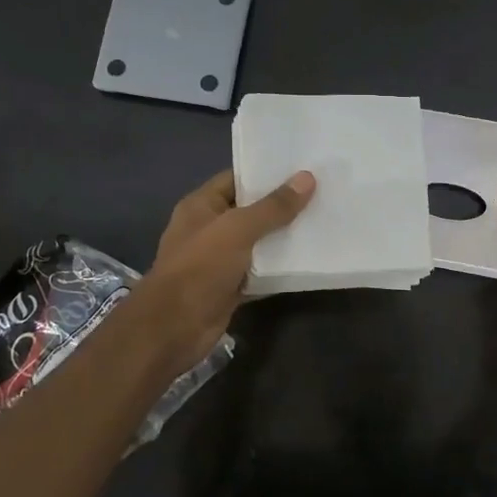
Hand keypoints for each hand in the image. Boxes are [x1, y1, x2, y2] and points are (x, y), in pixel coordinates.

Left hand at [137, 168, 315, 369]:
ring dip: (284, 238)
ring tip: (322, 222)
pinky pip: (260, 272)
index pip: (237, 179)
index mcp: (201, 206)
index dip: (266, 173)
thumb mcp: (238, 229)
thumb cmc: (200, 267)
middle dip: (282, 205)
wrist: (174, 328)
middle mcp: (209, 229)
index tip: (302, 168)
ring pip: (258, 243)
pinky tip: (309, 260)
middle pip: (250, 211)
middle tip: (322, 194)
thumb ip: (273, 207)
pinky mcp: (231, 287)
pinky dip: (279, 268)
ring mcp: (219, 260)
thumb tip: (307, 178)